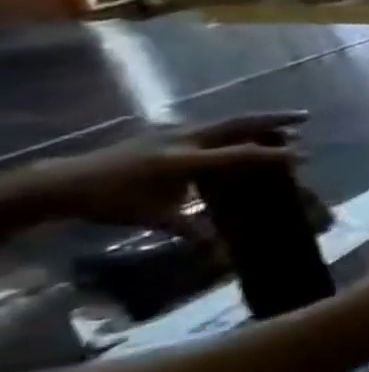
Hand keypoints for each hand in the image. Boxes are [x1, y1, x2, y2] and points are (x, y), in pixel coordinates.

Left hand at [24, 113, 306, 230]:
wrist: (60, 184)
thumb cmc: (112, 203)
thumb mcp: (154, 218)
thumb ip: (193, 230)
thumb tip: (223, 254)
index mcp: (186, 160)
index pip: (241, 154)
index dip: (274, 155)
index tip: (304, 156)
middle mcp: (184, 140)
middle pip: (237, 124)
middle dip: (273, 120)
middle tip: (305, 117)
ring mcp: (171, 133)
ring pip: (223, 122)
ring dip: (253, 122)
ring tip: (279, 125)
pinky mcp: (162, 134)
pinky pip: (207, 127)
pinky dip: (230, 128)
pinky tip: (235, 135)